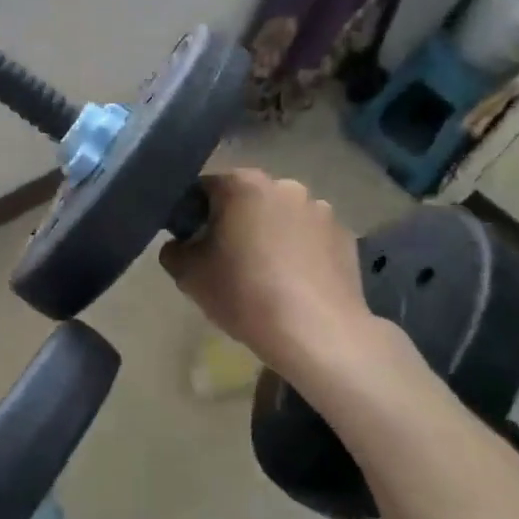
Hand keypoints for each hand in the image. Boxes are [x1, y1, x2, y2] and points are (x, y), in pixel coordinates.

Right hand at [160, 169, 395, 388]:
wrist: (317, 334)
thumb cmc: (245, 294)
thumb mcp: (187, 275)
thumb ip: (173, 249)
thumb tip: (181, 243)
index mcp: (242, 184)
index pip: (205, 188)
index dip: (193, 214)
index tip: (193, 243)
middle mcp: (284, 185)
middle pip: (247, 198)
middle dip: (235, 221)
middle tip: (228, 259)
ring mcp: (320, 209)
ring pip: (281, 216)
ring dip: (271, 234)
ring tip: (268, 274)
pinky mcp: (345, 236)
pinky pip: (310, 237)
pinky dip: (300, 250)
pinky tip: (296, 283)